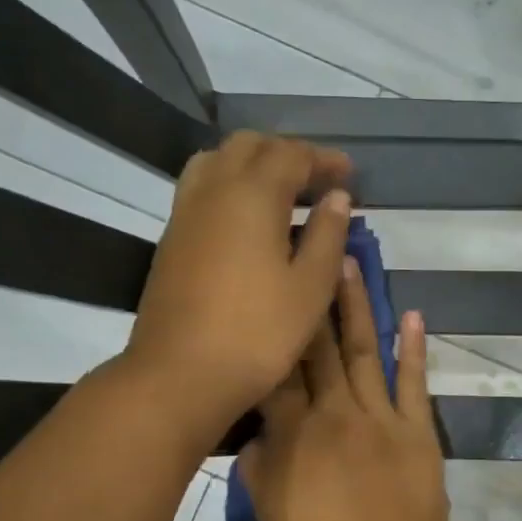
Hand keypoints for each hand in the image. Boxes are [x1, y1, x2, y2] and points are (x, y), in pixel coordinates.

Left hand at [123, 131, 352, 445]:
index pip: (291, 155)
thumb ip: (327, 235)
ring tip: (283, 194)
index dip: (323, 159)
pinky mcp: (172, 239)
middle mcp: (214, 190)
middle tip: (318, 180)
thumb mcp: (311, 287)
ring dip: (254, 165)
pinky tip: (250, 222)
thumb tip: (336, 198)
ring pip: (218, 162)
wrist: (181, 374)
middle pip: (249, 146)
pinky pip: (203, 189)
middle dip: (287, 153)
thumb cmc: (259, 333)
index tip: (349, 174)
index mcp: (253, 195)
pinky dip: (231, 187)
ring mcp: (186, 214)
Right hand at [238, 259, 450, 520]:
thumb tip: (255, 431)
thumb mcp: (271, 512)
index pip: (274, 371)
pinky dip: (412, 349)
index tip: (266, 290)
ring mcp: (381, 416)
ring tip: (349, 264)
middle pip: (317, 348)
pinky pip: (413, 381)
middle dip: (310, 300)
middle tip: (308, 252)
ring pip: (362, 351)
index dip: (269, 330)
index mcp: (293, 433)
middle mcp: (334, 412)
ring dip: (355, 307)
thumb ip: (259, 465)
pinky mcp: (417, 428)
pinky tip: (410, 315)